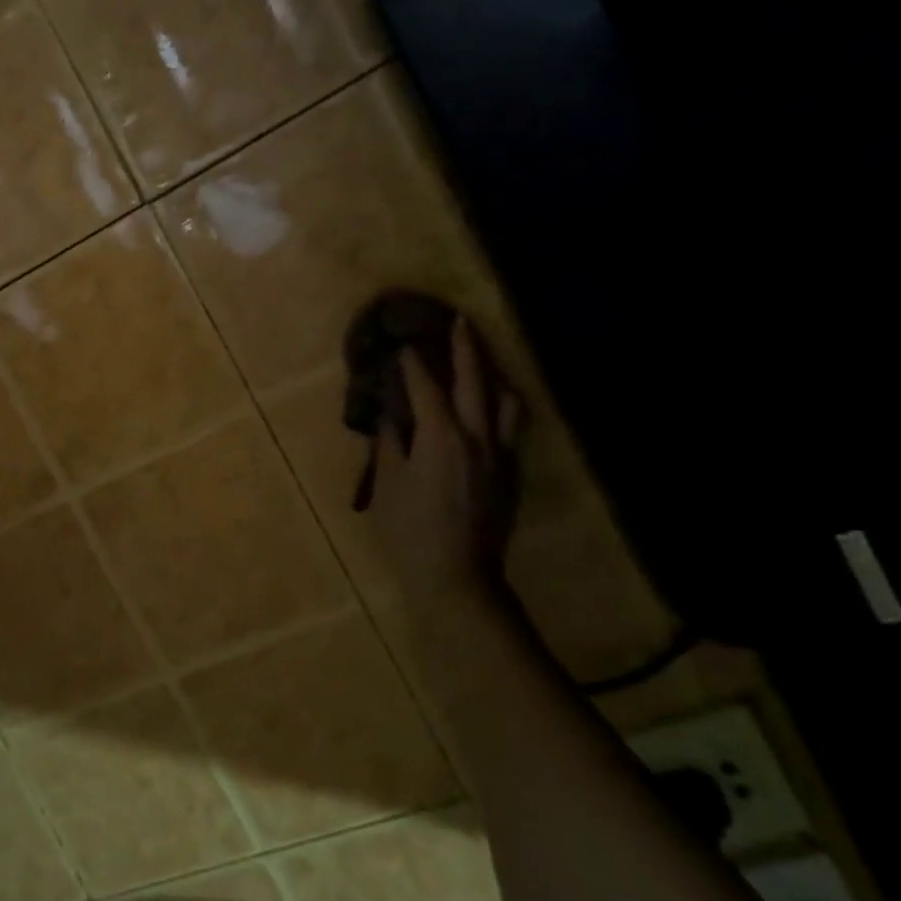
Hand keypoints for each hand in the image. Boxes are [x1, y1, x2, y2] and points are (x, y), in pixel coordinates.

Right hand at [366, 315, 523, 604]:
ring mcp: (500, 456)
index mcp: (442, 438)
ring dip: (493, 375)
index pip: (427, 388)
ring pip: (507, 402)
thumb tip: (391, 416)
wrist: (457, 579)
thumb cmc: (411, 532)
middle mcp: (478, 438)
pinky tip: (489, 408)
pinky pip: (512, 426)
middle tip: (458, 322)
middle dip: (465, 349)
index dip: (413, 363)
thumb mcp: (389, 485)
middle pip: (474, 382)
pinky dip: (501, 405)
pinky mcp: (510, 474)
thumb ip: (391, 444)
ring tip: (483, 363)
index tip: (403, 343)